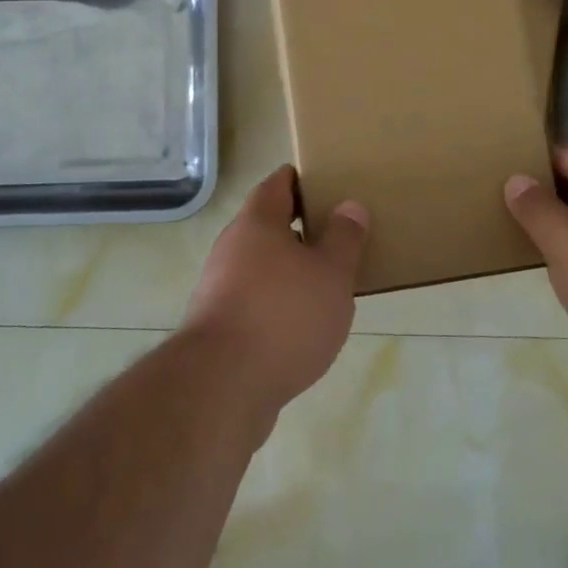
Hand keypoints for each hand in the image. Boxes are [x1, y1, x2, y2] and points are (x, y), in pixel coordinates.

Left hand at [181, 166, 368, 412]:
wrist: (221, 388)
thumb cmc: (283, 316)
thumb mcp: (331, 274)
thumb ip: (344, 238)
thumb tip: (350, 205)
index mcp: (257, 222)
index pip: (278, 184)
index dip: (302, 179)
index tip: (327, 183)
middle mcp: (232, 247)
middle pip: (267, 224)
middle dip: (300, 228)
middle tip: (337, 234)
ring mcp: (219, 287)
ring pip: (260, 265)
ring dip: (289, 269)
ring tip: (326, 282)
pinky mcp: (217, 327)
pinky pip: (254, 300)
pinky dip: (277, 303)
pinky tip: (301, 325)